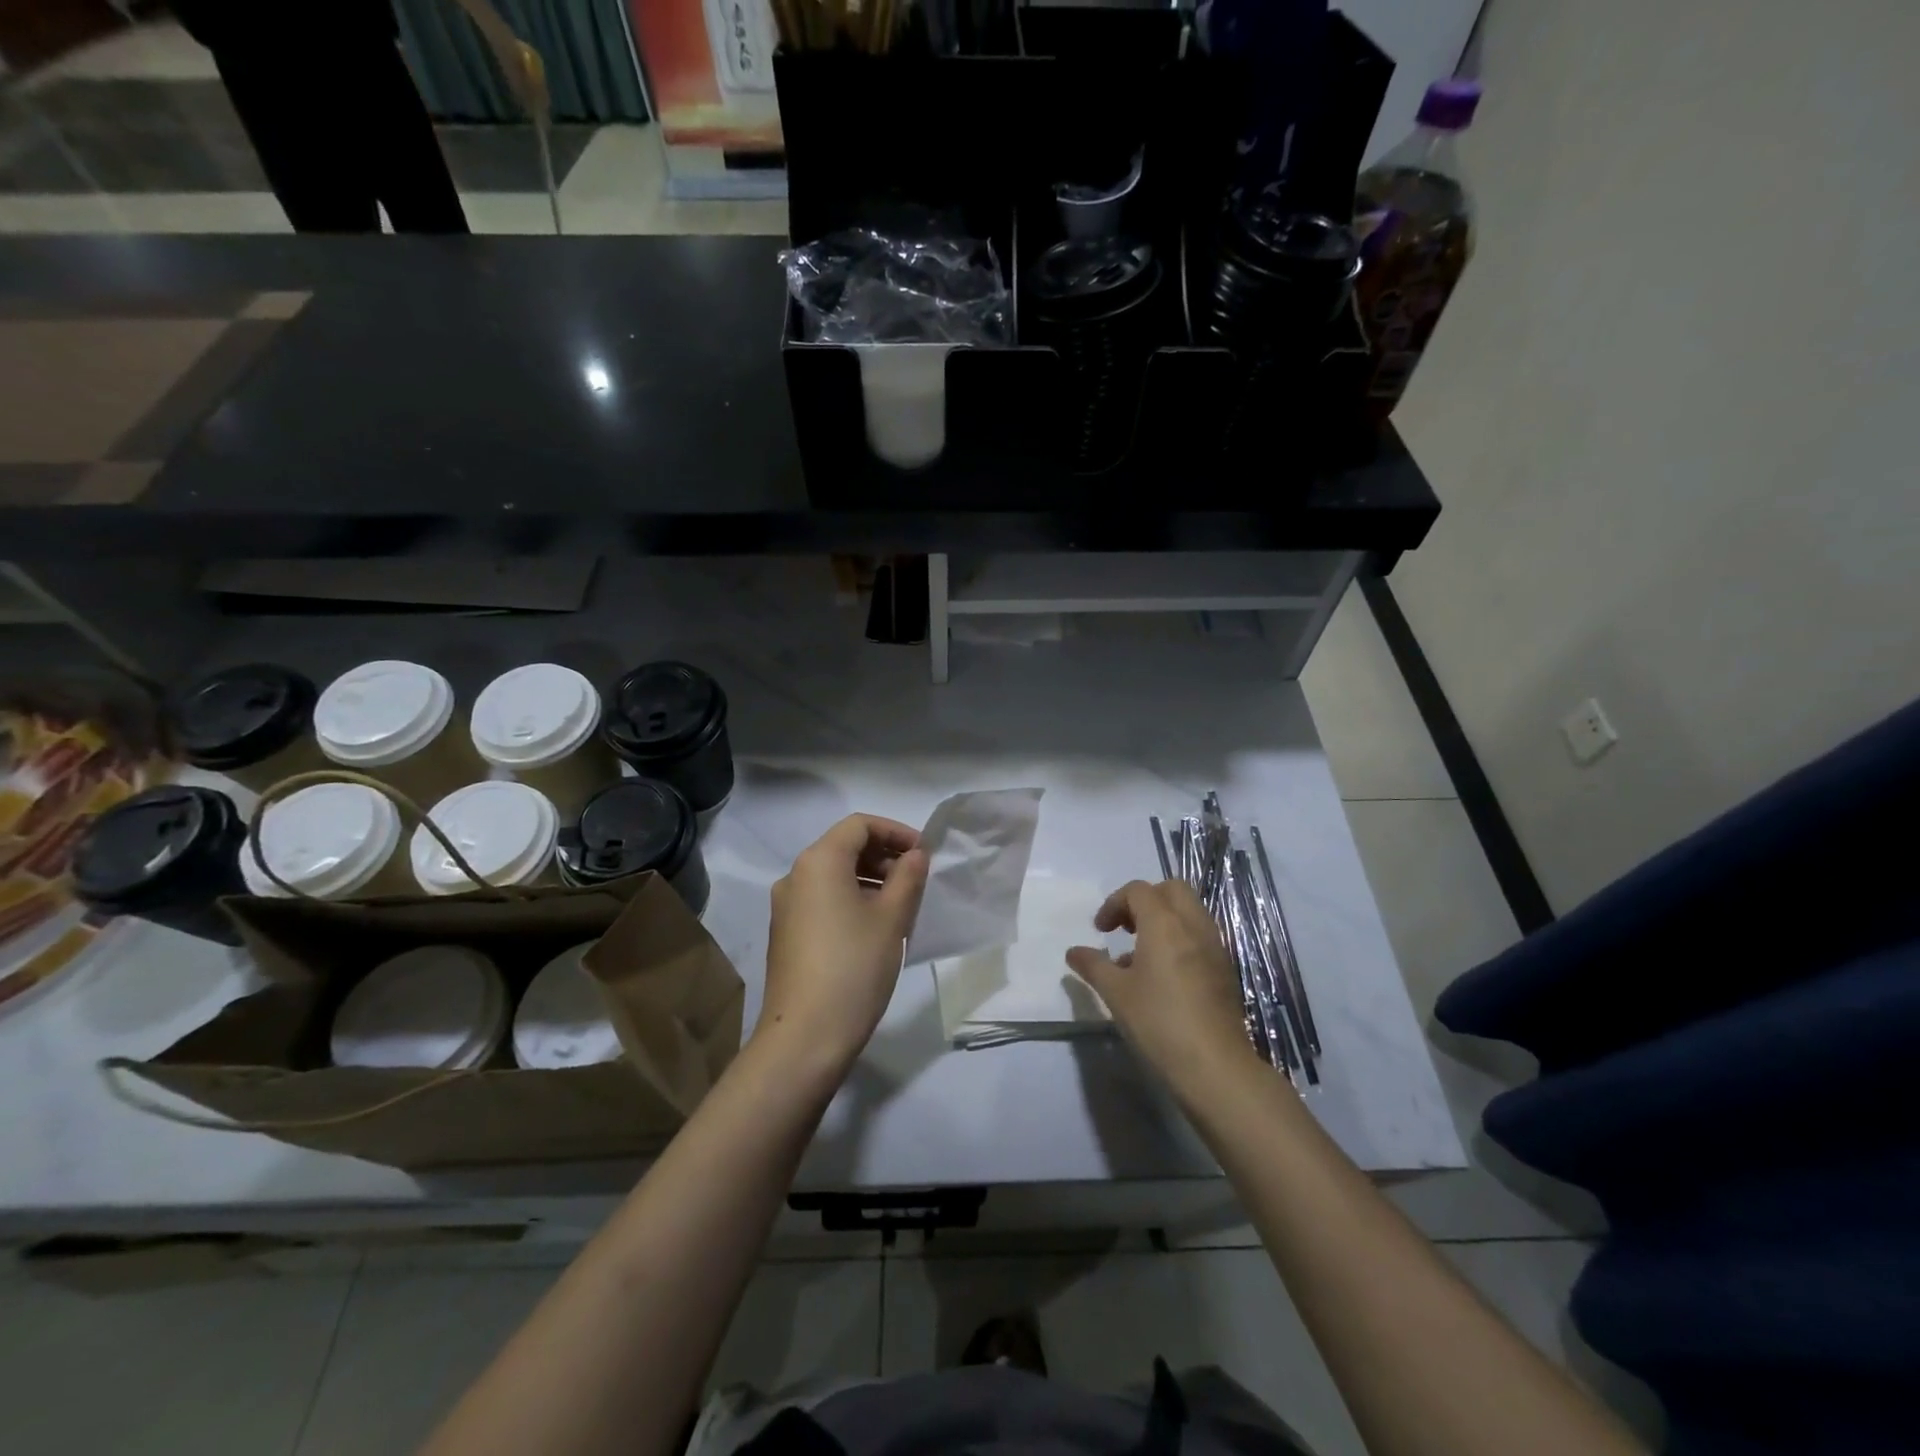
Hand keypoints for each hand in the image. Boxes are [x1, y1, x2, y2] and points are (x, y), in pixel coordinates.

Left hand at [759, 815, 928, 1069]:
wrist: (805, 1037)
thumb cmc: (854, 967)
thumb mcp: (892, 918)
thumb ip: (908, 877)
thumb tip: (915, 855)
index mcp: (818, 862)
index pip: (859, 825)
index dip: (895, 831)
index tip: (924, 853)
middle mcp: (795, 876)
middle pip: (844, 847)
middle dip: (884, 856)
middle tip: (917, 880)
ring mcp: (786, 907)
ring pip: (833, 876)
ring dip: (869, 879)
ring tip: (901, 905)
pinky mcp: (786, 934)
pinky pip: (822, 900)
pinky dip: (851, 900)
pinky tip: (875, 928)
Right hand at [1067, 880, 1258, 1088]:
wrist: (1215, 1066)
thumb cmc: (1158, 1022)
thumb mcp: (1115, 993)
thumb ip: (1093, 965)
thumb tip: (1073, 952)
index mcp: (1164, 923)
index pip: (1138, 890)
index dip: (1114, 903)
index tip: (1100, 931)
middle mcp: (1193, 925)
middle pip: (1171, 890)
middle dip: (1144, 901)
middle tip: (1125, 928)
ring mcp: (1214, 947)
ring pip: (1189, 912)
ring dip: (1163, 920)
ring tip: (1140, 956)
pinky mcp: (1225, 969)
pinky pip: (1199, 936)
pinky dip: (1180, 939)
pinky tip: (1163, 976)